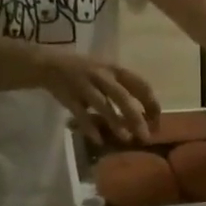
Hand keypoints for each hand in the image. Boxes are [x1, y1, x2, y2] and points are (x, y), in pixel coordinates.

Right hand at [40, 51, 159, 144]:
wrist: (48, 64)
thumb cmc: (85, 71)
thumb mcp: (107, 72)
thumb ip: (124, 88)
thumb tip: (146, 114)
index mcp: (114, 69)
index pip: (140, 84)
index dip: (151, 103)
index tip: (156, 121)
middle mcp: (101, 75)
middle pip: (122, 96)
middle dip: (136, 117)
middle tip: (145, 137)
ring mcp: (83, 85)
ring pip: (102, 104)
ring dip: (115, 122)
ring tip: (126, 139)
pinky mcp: (68, 96)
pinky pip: (80, 113)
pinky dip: (89, 127)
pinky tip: (98, 140)